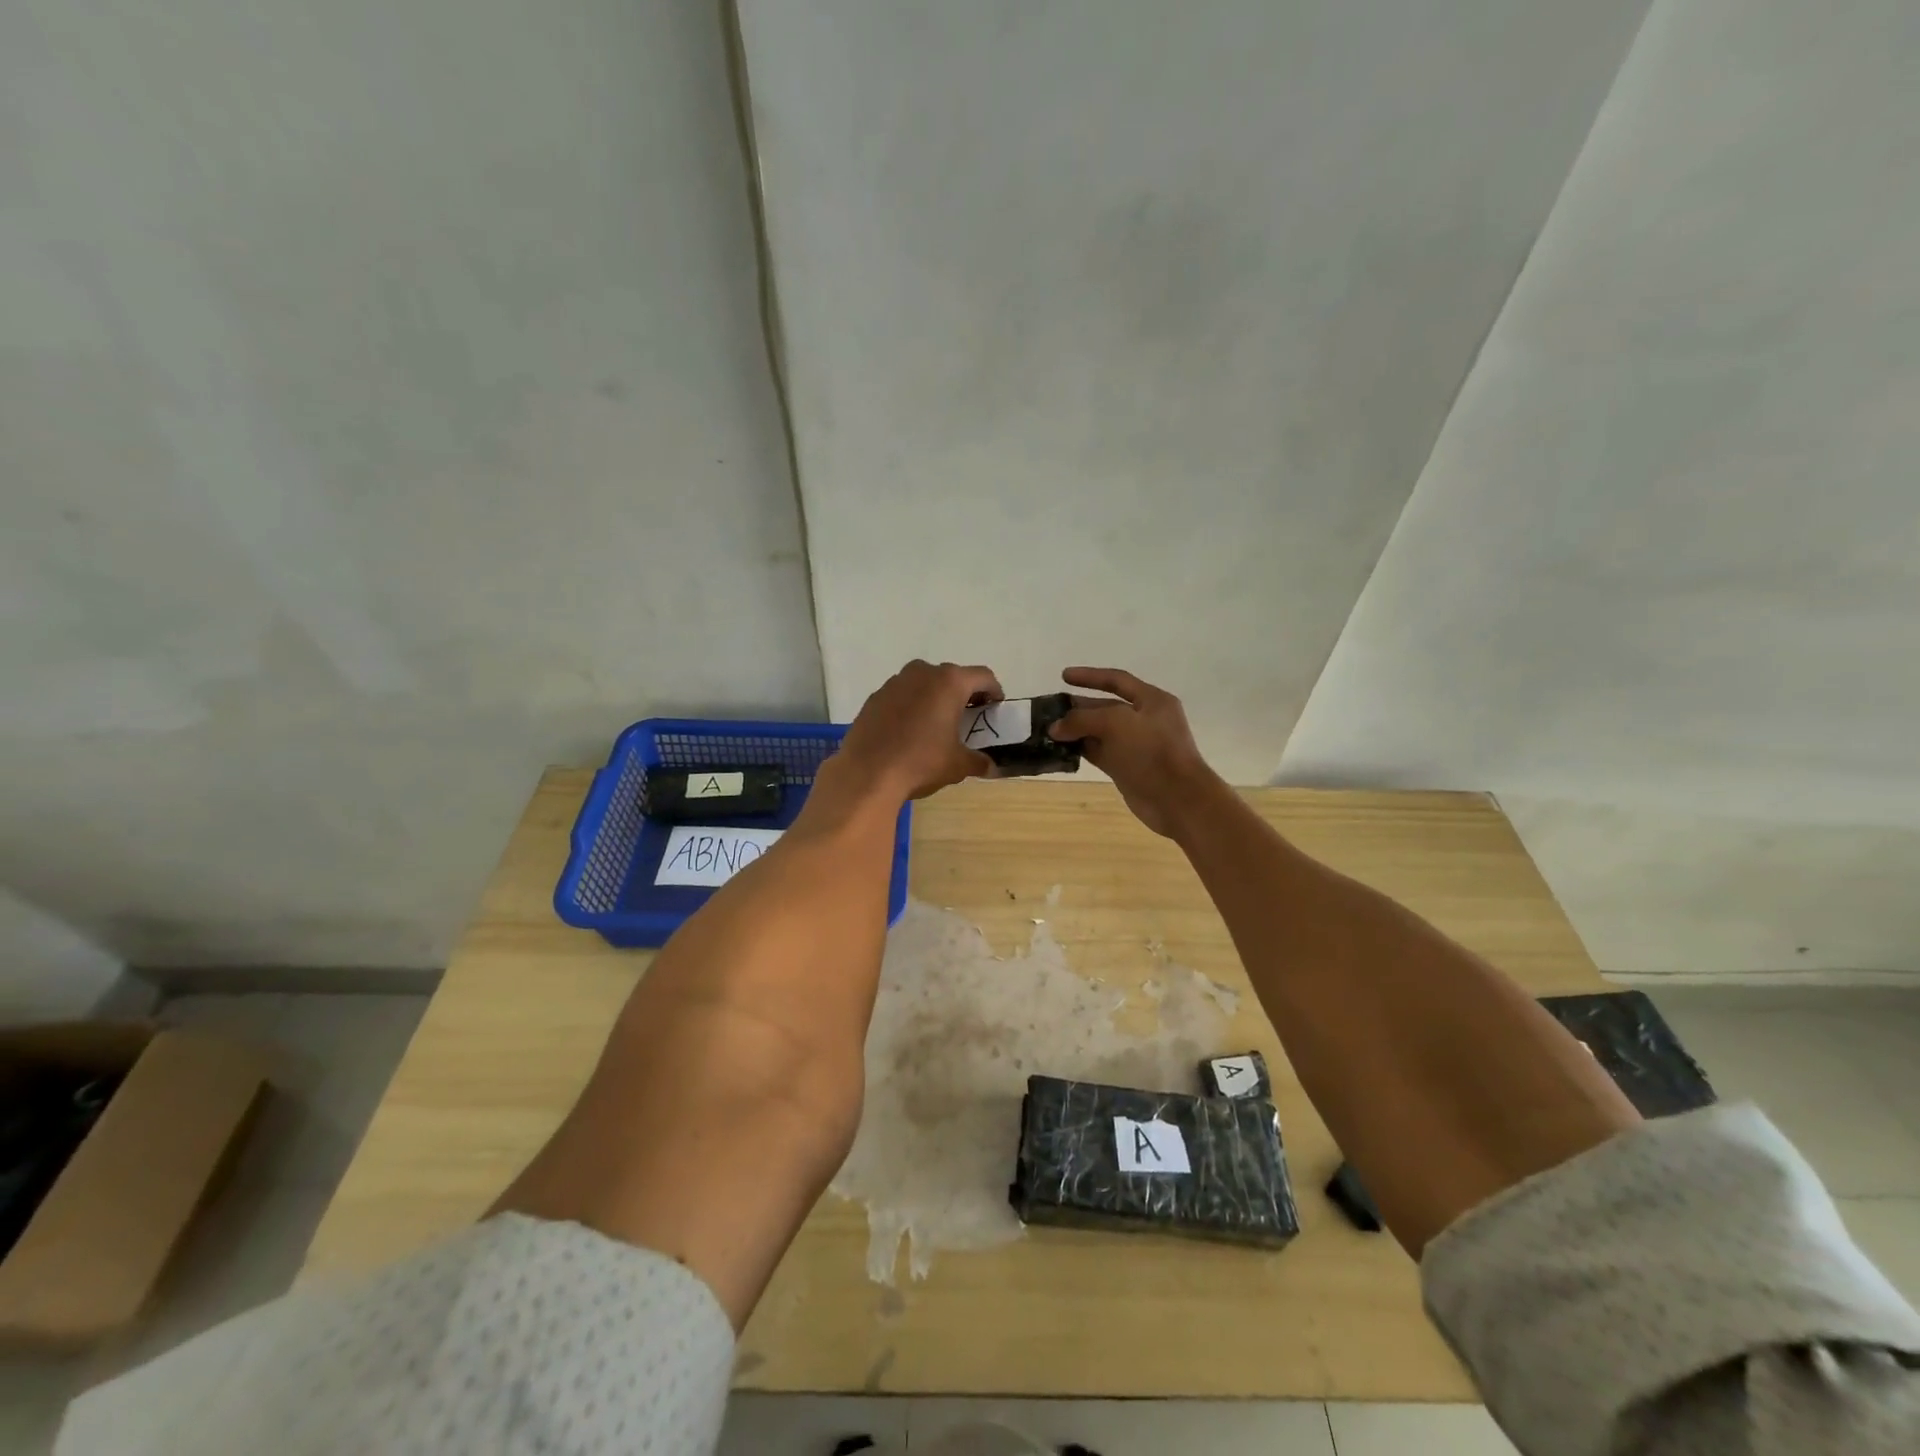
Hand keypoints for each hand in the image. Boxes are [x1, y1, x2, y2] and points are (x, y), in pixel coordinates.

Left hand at [836, 659, 1002, 801]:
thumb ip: (978, 761)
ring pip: (924, 683)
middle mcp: (923, 673)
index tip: (995, 707)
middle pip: (952, 676)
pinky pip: (901, 695)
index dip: (994, 690)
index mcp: (950, 682)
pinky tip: (909, 730)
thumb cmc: (921, 762)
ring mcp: (895, 682)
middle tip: (968, 716)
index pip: (983, 676)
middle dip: (963, 693)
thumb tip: (991, 767)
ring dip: (934, 697)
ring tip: (937, 722)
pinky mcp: (874, 697)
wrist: (867, 773)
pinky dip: (911, 705)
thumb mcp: (958, 765)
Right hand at [1048, 667, 1219, 836]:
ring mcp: (1135, 745)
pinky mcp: (1127, 767)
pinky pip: (1099, 752)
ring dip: (1076, 730)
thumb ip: (1082, 719)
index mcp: (1151, 700)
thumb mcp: (1116, 724)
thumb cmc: (1151, 751)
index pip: (1117, 680)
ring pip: (1100, 732)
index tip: (1063, 676)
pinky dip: (1081, 749)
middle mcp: (1144, 719)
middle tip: (1049, 709)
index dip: (1089, 676)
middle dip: (1078, 707)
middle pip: (1106, 707)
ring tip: (1049, 730)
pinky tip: (1061, 749)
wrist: (1177, 799)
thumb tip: (1055, 728)